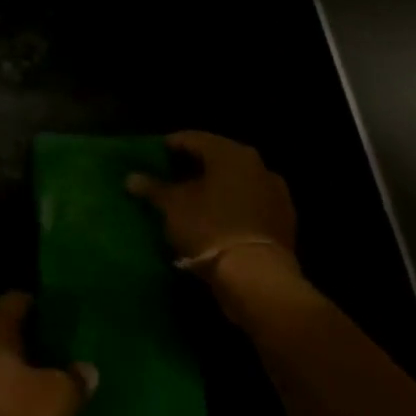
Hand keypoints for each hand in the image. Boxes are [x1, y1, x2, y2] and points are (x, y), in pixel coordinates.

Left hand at [0, 292, 95, 415]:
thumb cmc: (16, 414)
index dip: (34, 302)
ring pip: (21, 405)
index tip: (60, 310)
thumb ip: (75, 380)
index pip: (12, 304)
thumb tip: (86, 370)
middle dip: (46, 363)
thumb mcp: (59, 394)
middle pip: (16, 355)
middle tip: (78, 364)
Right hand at [126, 131, 299, 283]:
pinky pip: (250, 201)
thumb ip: (152, 187)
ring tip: (193, 198)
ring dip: (216, 185)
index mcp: (229, 153)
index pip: (192, 138)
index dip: (170, 146)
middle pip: (217, 157)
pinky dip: (233, 204)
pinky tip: (217, 216)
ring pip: (237, 179)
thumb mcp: (172, 206)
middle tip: (170, 176)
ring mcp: (275, 192)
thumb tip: (131, 178)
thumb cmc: (208, 228)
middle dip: (194, 165)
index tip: (153, 156)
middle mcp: (257, 164)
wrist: (257, 276)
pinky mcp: (284, 219)